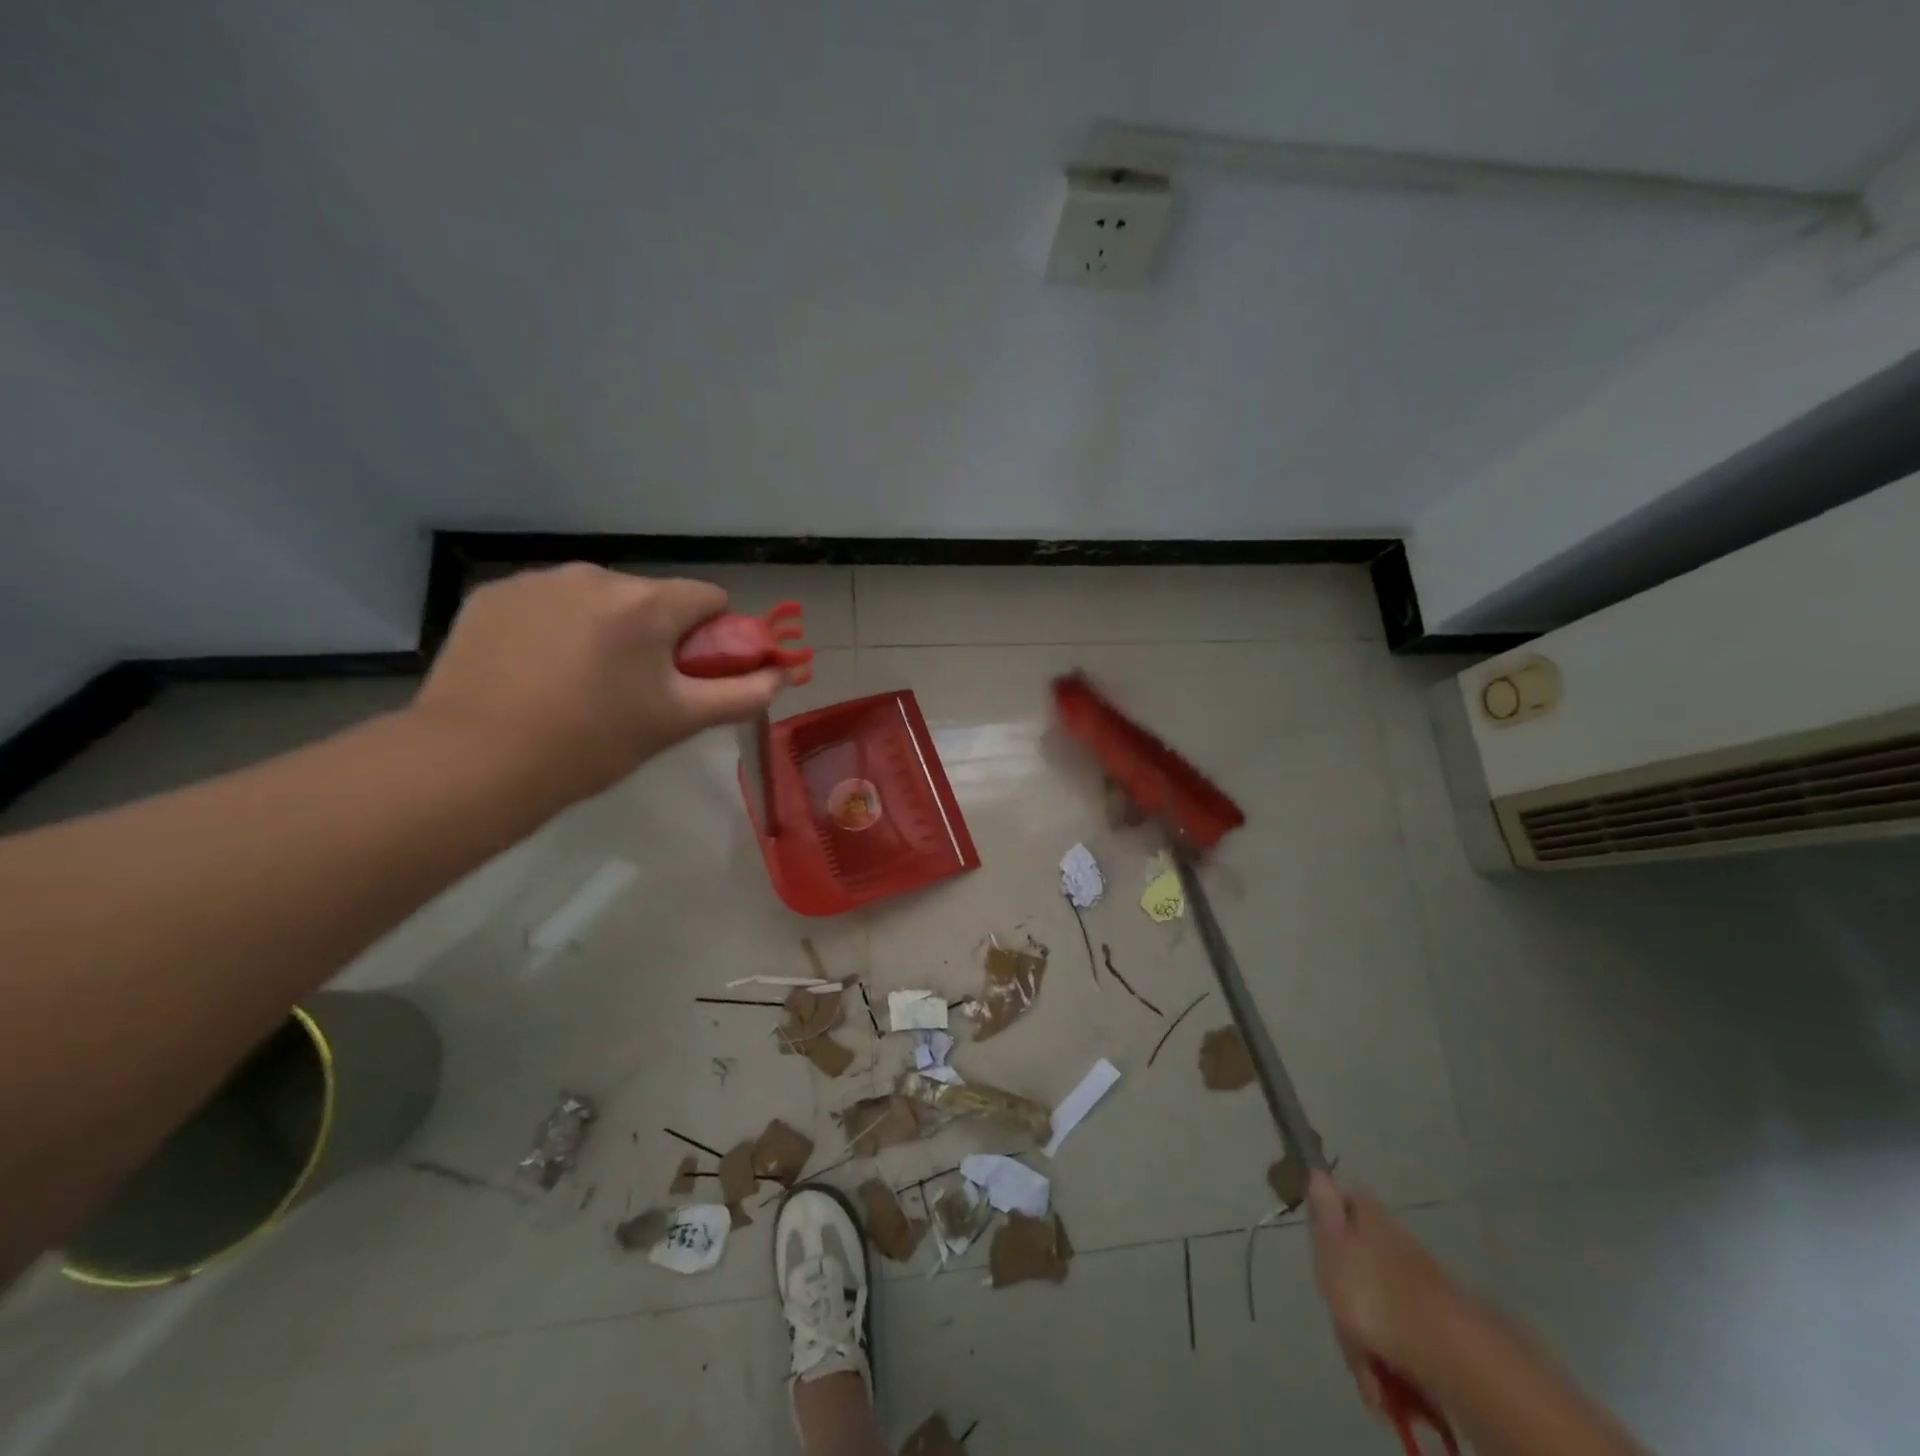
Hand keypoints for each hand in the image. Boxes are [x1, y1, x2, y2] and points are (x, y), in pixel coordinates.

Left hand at [413, 565, 784, 806]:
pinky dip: (556, 628)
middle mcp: (595, 575)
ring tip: (580, 682)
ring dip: (606, 628)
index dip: (714, 636)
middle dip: (656, 634)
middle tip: (636, 689)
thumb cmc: (592, 744)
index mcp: (647, 603)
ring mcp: (538, 581)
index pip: (709, 599)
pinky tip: (536, 671)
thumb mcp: (677, 722)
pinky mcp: (492, 595)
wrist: (475, 762)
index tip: (693, 674)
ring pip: (599, 599)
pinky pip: (548, 603)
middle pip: (652, 598)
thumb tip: (780, 676)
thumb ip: (740, 694)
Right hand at [1307, 1172, 1463, 1410]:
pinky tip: (1390, 1387)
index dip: (1330, 1220)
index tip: (1320, 1249)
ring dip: (1367, 1345)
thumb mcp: (1333, 1246)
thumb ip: (1323, 1209)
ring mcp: (1420, 1288)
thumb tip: (1318, 1169)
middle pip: (1358, 1265)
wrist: (1447, 1357)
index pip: (1348, 1202)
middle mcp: (1398, 1245)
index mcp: (1372, 1220)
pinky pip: (1402, 1343)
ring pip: (1377, 1309)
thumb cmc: (1374, 1294)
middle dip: (1345, 1302)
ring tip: (1369, 1373)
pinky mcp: (1437, 1331)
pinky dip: (1393, 1367)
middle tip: (1343, 1327)